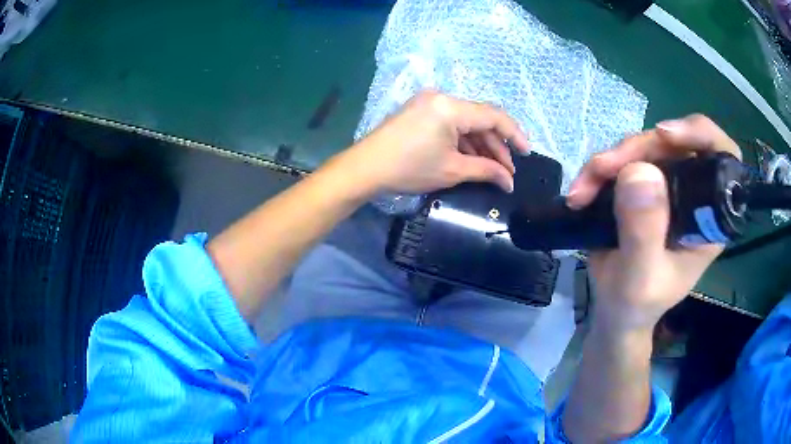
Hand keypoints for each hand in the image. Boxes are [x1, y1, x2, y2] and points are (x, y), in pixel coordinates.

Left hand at [347, 90, 529, 194]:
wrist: (366, 168)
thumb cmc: (410, 168)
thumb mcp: (453, 170)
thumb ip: (486, 171)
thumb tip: (509, 182)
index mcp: (451, 106)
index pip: (493, 116)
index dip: (514, 134)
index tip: (527, 153)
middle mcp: (441, 97)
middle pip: (480, 119)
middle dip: (496, 145)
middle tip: (507, 171)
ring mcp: (428, 102)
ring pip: (465, 122)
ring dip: (480, 145)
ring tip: (493, 169)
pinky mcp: (420, 111)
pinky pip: (450, 123)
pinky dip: (462, 140)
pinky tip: (472, 158)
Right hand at [567, 115, 741, 332]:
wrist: (616, 311)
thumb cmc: (636, 304)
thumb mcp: (641, 278)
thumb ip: (645, 232)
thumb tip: (639, 171)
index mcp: (709, 216)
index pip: (722, 156)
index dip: (700, 134)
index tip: (664, 135)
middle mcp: (693, 193)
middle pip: (675, 143)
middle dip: (637, 149)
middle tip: (603, 168)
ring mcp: (668, 186)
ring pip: (645, 147)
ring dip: (611, 160)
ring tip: (583, 190)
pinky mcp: (643, 185)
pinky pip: (624, 160)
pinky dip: (600, 170)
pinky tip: (582, 191)